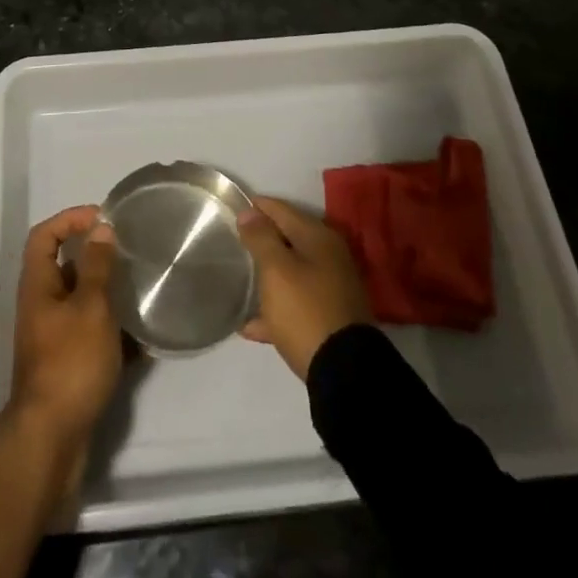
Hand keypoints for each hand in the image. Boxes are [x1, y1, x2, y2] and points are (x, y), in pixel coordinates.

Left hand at [8, 206, 122, 452]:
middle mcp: (42, 307)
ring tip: (142, 290)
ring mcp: (54, 338)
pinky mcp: (69, 366)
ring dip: (109, 295)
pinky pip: (93, 336)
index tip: (103, 218)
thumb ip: (97, 266)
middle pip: (65, 267)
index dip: (70, 219)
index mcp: (39, 286)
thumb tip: (100, 228)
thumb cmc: (70, 363)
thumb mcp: (90, 307)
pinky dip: (115, 333)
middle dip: (97, 257)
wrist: (51, 441)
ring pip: (83, 302)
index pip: (44, 235)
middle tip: (129, 253)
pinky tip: (143, 339)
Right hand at [237, 196, 373, 379]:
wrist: (344, 371)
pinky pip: (296, 305)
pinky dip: (275, 310)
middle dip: (263, 239)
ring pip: (292, 273)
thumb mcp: (277, 270)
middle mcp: (329, 257)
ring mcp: (331, 288)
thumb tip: (249, 211)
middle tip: (234, 240)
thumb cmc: (305, 310)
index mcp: (318, 237)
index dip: (257, 206)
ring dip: (268, 275)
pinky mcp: (329, 318)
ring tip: (240, 278)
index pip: (282, 210)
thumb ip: (262, 238)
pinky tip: (250, 325)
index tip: (233, 206)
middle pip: (289, 239)